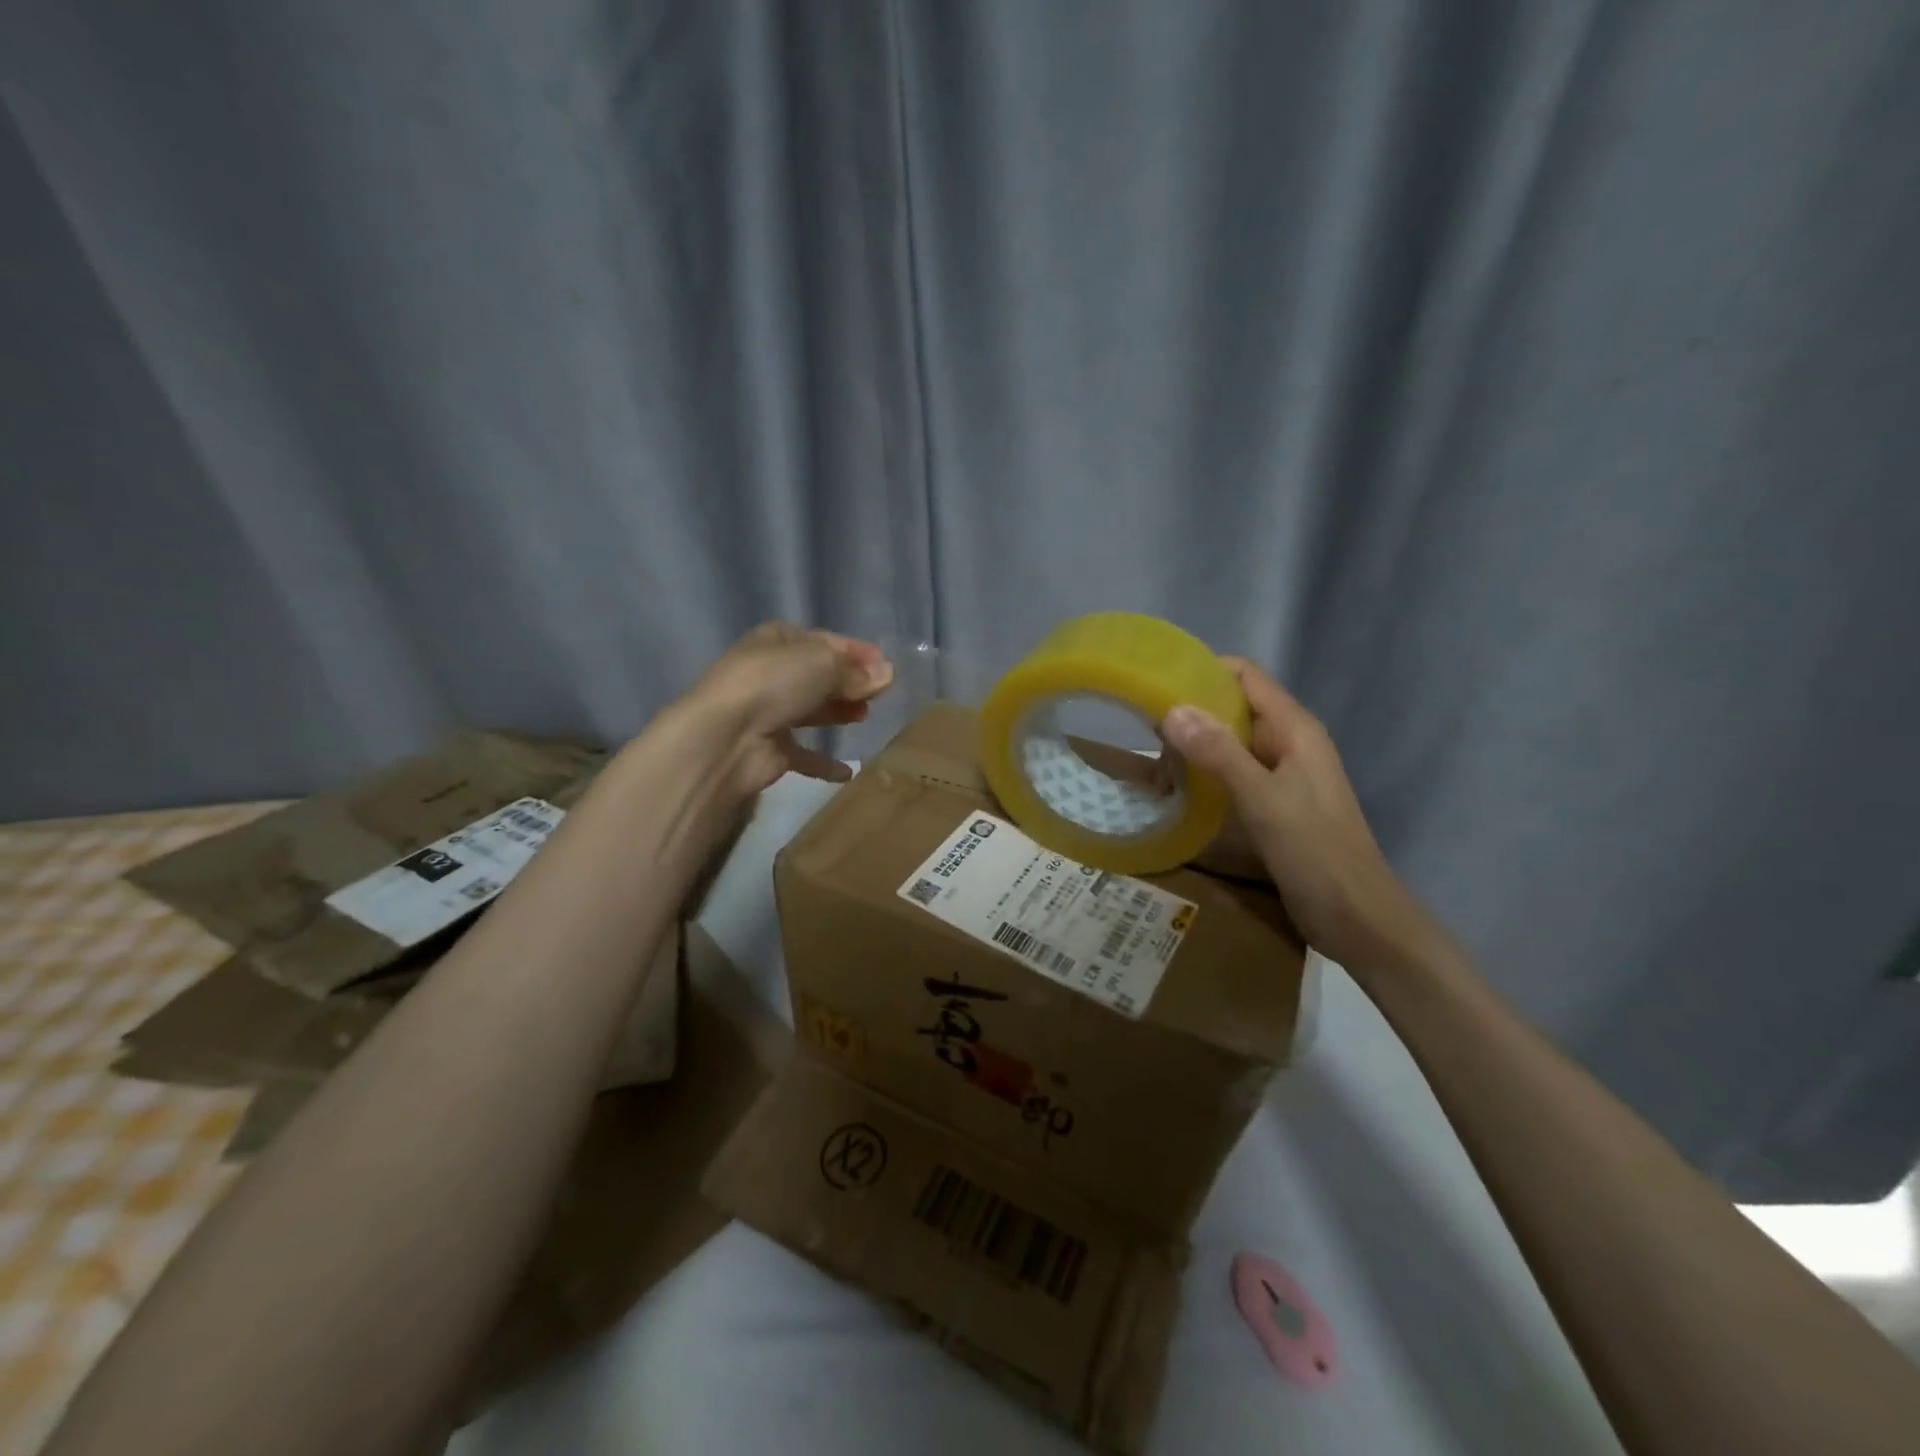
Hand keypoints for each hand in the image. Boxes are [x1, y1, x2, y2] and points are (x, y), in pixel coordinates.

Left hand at [684, 623, 894, 795]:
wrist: (726, 736)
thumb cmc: (775, 683)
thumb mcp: (823, 664)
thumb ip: (856, 672)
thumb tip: (887, 674)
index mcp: (779, 640)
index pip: (826, 641)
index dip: (857, 653)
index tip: (886, 667)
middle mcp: (772, 672)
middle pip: (819, 675)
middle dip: (849, 683)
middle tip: (878, 695)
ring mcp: (769, 711)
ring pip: (812, 710)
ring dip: (838, 713)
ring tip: (864, 718)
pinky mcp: (770, 749)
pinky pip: (804, 754)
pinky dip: (824, 762)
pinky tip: (848, 771)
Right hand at [1161, 658, 1449, 971]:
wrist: (1357, 918)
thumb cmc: (1316, 852)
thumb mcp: (1263, 800)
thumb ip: (1219, 754)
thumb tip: (1172, 710)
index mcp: (1295, 729)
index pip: (1245, 676)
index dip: (1203, 670)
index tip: (1157, 682)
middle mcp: (1288, 743)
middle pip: (1233, 706)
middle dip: (1190, 712)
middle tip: (1144, 731)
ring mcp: (1281, 774)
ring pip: (1229, 742)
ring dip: (1193, 746)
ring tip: (1151, 761)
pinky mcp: (1272, 803)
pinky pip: (1231, 773)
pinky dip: (1203, 774)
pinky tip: (1175, 790)